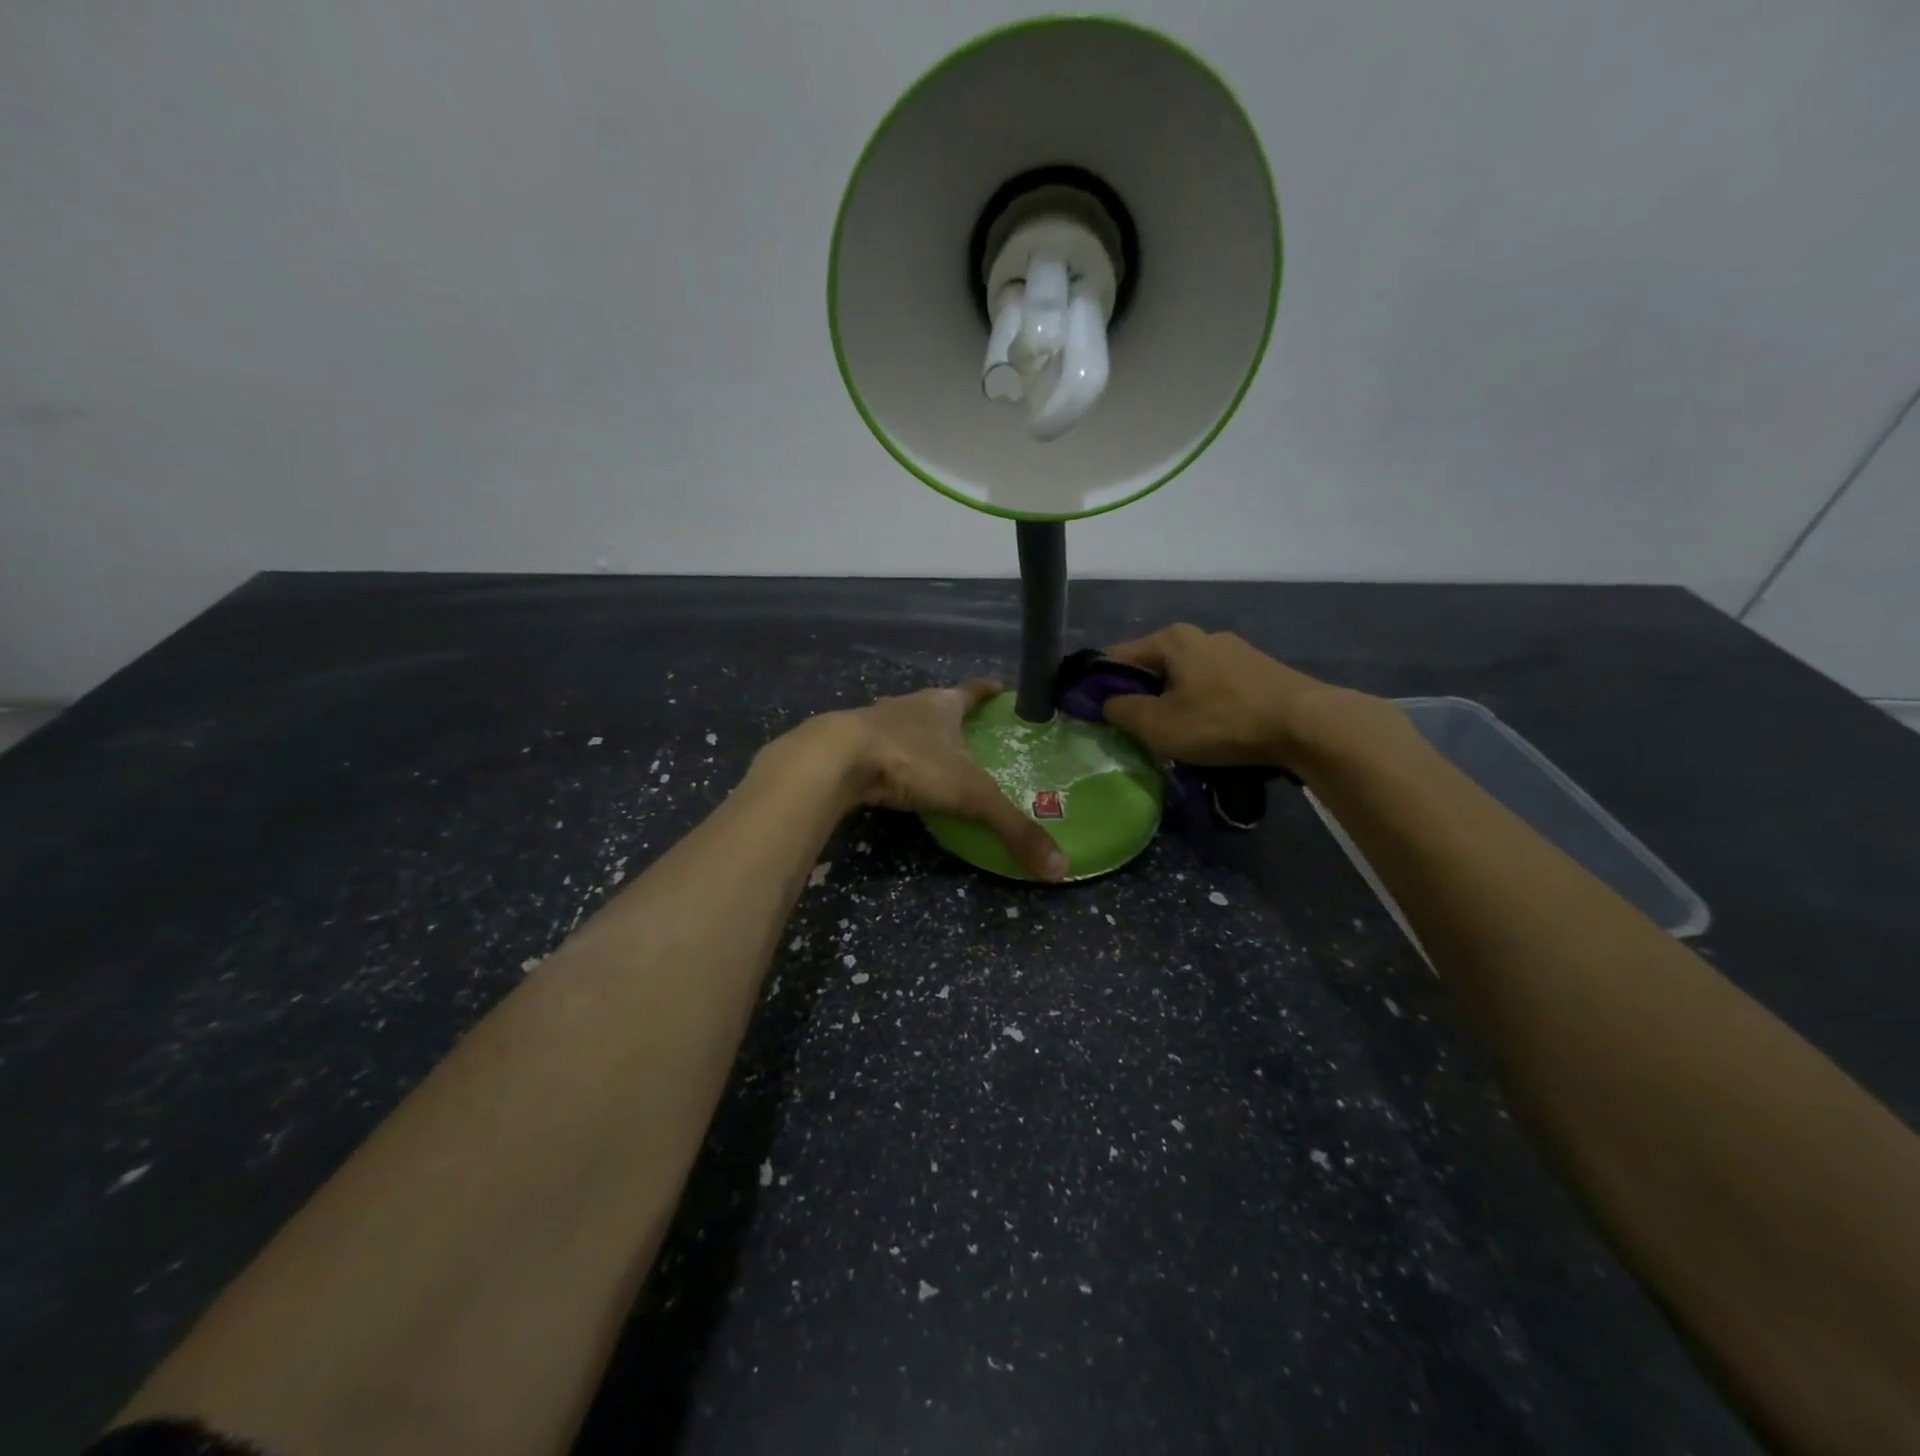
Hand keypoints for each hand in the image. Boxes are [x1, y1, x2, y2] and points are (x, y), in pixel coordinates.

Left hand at [786, 680, 1067, 881]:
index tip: (1003, 687)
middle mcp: (909, 705)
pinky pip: (877, 747)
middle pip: (937, 705)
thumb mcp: (970, 796)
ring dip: (919, 735)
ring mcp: (874, 721)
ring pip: (904, 723)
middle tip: (973, 733)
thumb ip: (1012, 828)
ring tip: (934, 756)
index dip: (989, 690)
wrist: (835, 760)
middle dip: (954, 716)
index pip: (973, 691)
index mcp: (942, 705)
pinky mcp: (848, 744)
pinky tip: (893, 775)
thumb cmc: (911, 763)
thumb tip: (1059, 867)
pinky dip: (890, 757)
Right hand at [1101, 623, 1393, 773]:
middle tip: (1136, 732)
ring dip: (1173, 703)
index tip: (1094, 716)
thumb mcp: (1158, 725)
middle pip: (1152, 667)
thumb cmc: (1222, 721)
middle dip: (1140, 697)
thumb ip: (1121, 711)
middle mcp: (1200, 635)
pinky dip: (1203, 706)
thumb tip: (1107, 703)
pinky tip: (1212, 732)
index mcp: (1170, 639)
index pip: (1116, 657)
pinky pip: (1213, 687)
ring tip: (1176, 737)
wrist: (1308, 725)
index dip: (1099, 686)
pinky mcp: (1258, 670)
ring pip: (1184, 678)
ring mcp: (1233, 651)